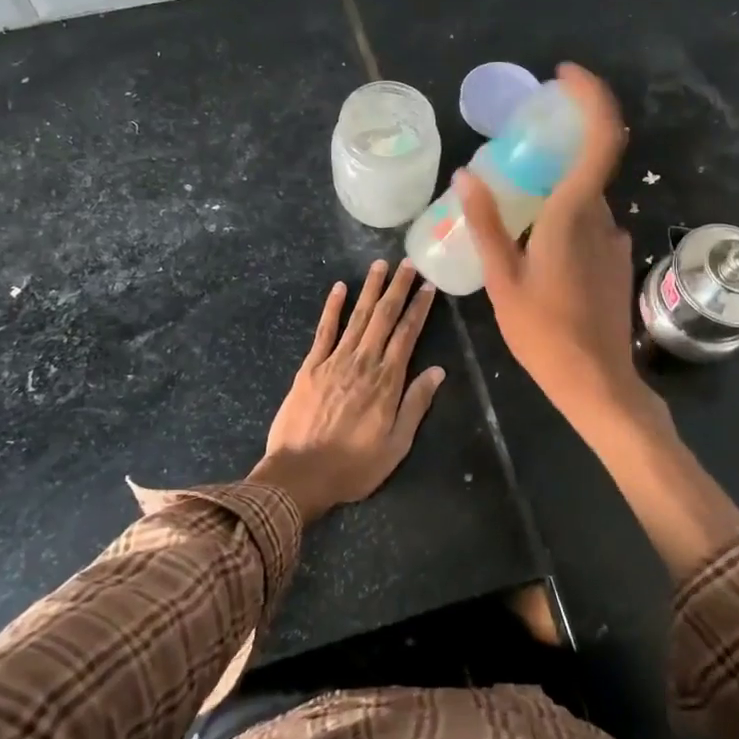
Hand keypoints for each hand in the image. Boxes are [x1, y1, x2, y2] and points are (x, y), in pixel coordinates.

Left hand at [251, 260, 445, 521]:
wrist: (300, 475)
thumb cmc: (353, 466)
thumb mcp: (396, 445)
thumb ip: (416, 404)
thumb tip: (438, 371)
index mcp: (387, 381)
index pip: (407, 335)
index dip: (419, 308)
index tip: (428, 287)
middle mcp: (363, 363)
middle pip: (383, 317)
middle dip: (397, 289)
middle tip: (408, 264)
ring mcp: (334, 361)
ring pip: (357, 317)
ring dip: (369, 290)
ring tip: (379, 265)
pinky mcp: (310, 367)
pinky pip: (324, 331)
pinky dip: (332, 308)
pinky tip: (338, 288)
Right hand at [456, 63, 655, 432]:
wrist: (596, 382)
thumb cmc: (543, 332)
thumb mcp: (503, 277)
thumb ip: (486, 223)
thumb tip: (466, 174)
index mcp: (576, 213)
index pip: (601, 136)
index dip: (590, 96)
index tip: (563, 77)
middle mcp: (604, 218)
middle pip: (587, 164)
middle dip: (554, 151)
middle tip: (513, 157)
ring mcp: (615, 240)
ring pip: (585, 198)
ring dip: (555, 192)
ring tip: (514, 214)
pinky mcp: (616, 261)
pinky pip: (589, 223)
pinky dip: (564, 218)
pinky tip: (535, 249)